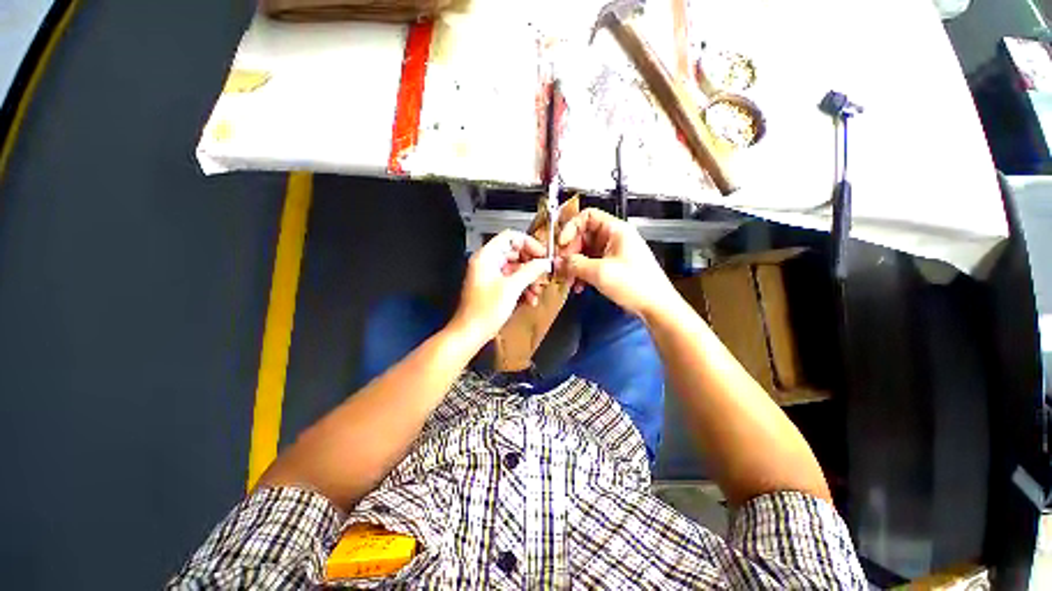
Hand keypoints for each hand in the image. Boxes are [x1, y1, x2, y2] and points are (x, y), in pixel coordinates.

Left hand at [451, 230, 550, 342]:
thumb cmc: (487, 309)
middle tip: (544, 273)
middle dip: (531, 264)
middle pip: (515, 252)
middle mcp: (488, 262)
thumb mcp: (512, 288)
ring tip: (538, 291)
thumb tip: (545, 262)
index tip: (543, 255)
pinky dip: (522, 287)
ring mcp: (490, 275)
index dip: (529, 243)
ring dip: (529, 278)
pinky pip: (512, 280)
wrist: (470, 333)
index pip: (511, 237)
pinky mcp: (494, 287)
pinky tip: (530, 300)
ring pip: (515, 268)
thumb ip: (530, 271)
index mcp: (487, 256)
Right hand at [555, 208, 678, 318]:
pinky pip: (591, 264)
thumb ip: (575, 264)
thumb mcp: (600, 272)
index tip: (561, 244)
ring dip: (574, 265)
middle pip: (583, 236)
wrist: (655, 306)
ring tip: (568, 280)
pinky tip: (579, 286)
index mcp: (615, 230)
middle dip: (570, 251)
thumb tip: (558, 262)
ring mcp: (613, 253)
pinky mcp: (612, 267)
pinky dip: (582, 273)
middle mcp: (613, 238)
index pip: (587, 216)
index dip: (571, 228)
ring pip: (585, 252)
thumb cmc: (636, 284)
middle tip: (561, 266)